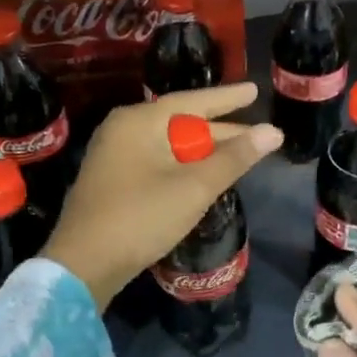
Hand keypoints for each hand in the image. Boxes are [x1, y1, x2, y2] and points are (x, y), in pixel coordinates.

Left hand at [41, 83, 281, 309]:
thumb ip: (235, 158)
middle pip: (181, 123)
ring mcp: (114, 156)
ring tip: (239, 155)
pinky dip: (184, 166)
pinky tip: (204, 177)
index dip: (228, 98)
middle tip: (258, 134)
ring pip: (170, 146)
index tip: (255, 91)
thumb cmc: (141, 217)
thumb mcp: (194, 186)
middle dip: (221, 132)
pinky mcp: (113, 181)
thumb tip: (273, 132)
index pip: (192, 101)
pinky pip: (157, 162)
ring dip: (204, 152)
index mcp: (139, 121)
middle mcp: (123, 130)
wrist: (83, 265)